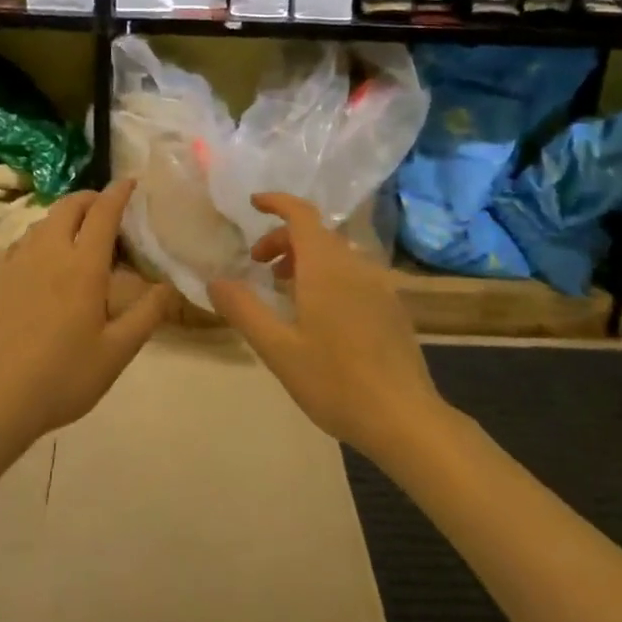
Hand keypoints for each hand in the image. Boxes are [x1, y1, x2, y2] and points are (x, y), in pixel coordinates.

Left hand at [0, 179, 172, 454]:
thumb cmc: (61, 378)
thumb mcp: (116, 353)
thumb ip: (147, 315)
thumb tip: (170, 285)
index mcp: (82, 266)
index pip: (103, 213)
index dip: (118, 193)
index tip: (130, 181)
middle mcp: (48, 252)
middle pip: (69, 206)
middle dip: (90, 198)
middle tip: (105, 208)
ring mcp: (15, 262)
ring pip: (42, 222)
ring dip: (63, 217)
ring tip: (76, 234)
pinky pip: (20, 242)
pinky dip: (38, 238)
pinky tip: (40, 260)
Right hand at [207, 193, 443, 460]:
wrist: (405, 419)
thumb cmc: (335, 381)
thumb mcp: (278, 349)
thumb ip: (244, 310)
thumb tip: (215, 280)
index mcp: (327, 267)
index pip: (302, 214)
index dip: (277, 202)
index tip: (253, 204)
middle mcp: (356, 266)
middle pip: (317, 234)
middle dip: (284, 240)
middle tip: (259, 266)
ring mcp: (380, 286)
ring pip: (337, 254)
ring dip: (306, 259)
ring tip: (286, 290)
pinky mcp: (393, 308)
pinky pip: (354, 274)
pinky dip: (329, 275)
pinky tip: (320, 315)